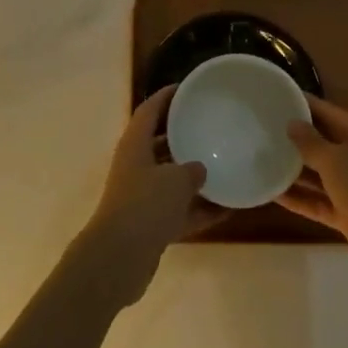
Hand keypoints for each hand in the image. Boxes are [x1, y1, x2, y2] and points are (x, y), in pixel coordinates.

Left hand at [72, 86, 213, 309]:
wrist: (119, 259)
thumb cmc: (145, 206)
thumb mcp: (175, 180)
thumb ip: (191, 170)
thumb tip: (200, 168)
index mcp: (135, 145)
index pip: (149, 110)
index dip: (166, 96)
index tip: (187, 88)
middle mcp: (135, 166)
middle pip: (160, 144)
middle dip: (183, 136)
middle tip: (210, 126)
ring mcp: (141, 197)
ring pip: (171, 179)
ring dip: (194, 176)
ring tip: (225, 166)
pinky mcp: (149, 225)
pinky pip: (179, 210)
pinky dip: (200, 209)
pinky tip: (228, 209)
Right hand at [279, 96, 347, 293]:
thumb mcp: (336, 161)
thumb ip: (311, 142)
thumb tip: (292, 123)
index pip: (327, 111)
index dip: (303, 103)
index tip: (275, 95)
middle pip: (322, 141)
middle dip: (294, 136)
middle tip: (260, 127)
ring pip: (318, 173)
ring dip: (293, 169)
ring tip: (260, 157)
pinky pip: (318, 200)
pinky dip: (299, 198)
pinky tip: (272, 194)